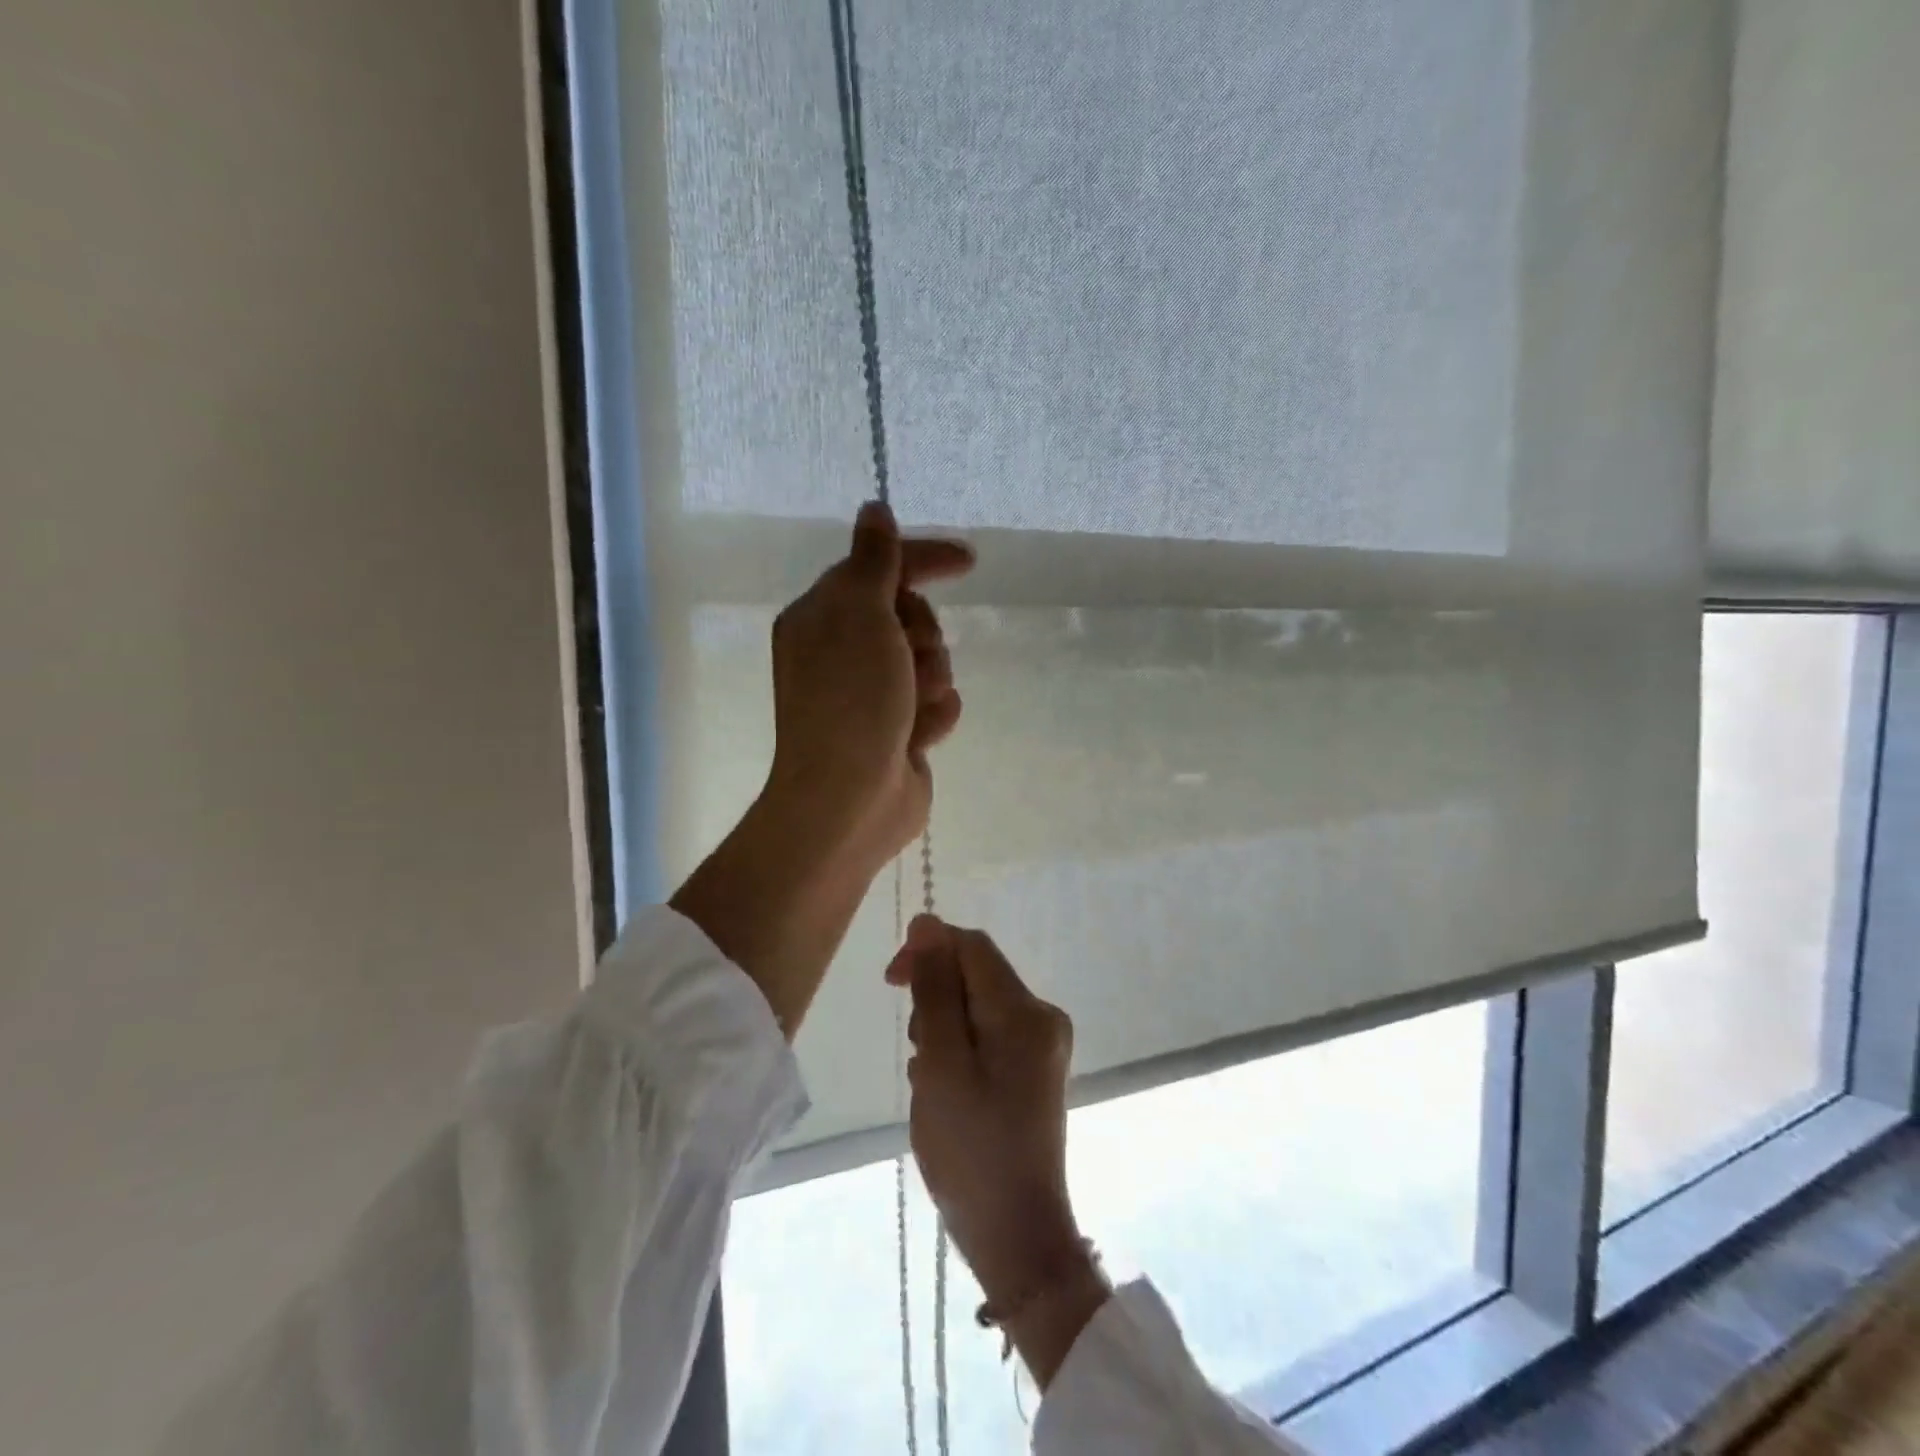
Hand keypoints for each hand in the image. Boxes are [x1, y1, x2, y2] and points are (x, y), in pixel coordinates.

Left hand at [763, 501, 971, 876]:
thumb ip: (873, 560)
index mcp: (822, 617)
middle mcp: (843, 652)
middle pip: (912, 616)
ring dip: (931, 681)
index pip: (879, 568)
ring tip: (909, 710)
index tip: (968, 560)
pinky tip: (915, 738)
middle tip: (909, 660)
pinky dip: (933, 717)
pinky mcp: (897, 730)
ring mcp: (872, 695)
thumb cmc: (850, 700)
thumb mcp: (859, 614)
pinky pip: (937, 704)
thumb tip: (874, 509)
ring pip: (931, 662)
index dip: (923, 559)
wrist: (849, 799)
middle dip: (923, 636)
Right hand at [886, 916, 1109, 1384]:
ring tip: (931, 1082)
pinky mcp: (1035, 1070)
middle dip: (935, 1000)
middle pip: (976, 976)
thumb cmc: (971, 1149)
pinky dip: (959, 1051)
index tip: (890, 983)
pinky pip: (988, 1036)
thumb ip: (935, 990)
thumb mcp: (941, 1063)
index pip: (972, 947)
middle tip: (919, 1055)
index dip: (928, 950)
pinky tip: (946, 1093)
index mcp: (1024, 1011)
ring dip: (943, 1029)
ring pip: (977, 1006)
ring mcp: (1043, 1045)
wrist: (1017, 1236)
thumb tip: (927, 923)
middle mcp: (1042, 1017)